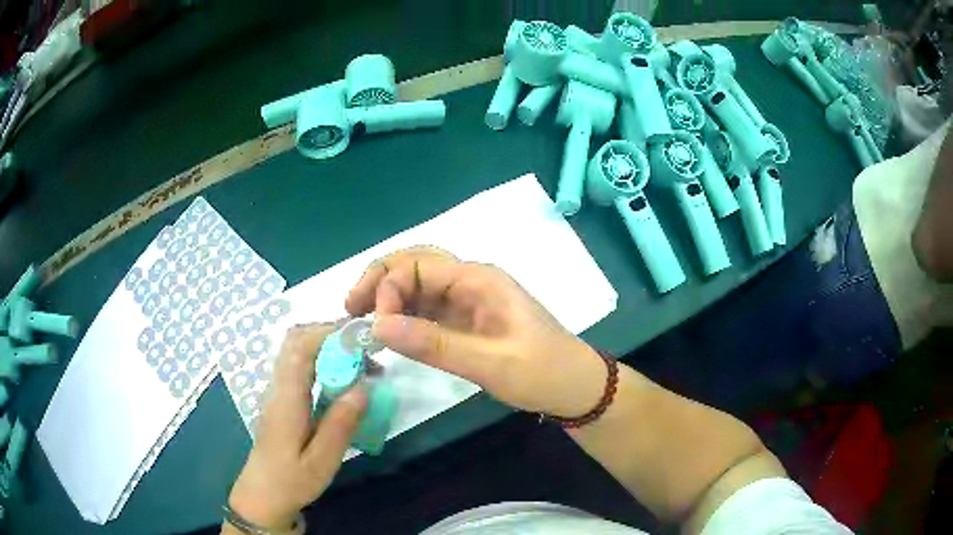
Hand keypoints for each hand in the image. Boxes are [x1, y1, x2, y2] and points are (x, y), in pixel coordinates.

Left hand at [225, 324, 366, 531]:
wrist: (263, 495)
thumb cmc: (292, 481)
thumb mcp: (322, 460)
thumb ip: (341, 424)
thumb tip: (363, 387)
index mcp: (286, 398)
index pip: (301, 346)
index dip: (330, 332)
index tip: (363, 338)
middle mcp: (278, 386)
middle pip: (296, 339)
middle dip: (331, 334)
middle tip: (365, 349)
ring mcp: (277, 391)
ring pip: (297, 350)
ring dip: (328, 346)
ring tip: (361, 364)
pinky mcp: (281, 399)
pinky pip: (299, 366)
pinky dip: (322, 360)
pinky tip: (343, 380)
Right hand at [345, 246, 605, 417]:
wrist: (575, 388)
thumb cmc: (543, 372)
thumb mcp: (491, 363)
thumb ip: (435, 344)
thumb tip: (378, 327)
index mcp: (479, 280)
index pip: (418, 265)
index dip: (388, 287)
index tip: (376, 326)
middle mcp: (470, 281)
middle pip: (414, 264)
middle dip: (379, 280)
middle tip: (351, 309)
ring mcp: (468, 300)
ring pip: (418, 285)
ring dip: (388, 297)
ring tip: (361, 320)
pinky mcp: (467, 320)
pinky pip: (427, 308)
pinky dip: (403, 316)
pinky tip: (388, 332)